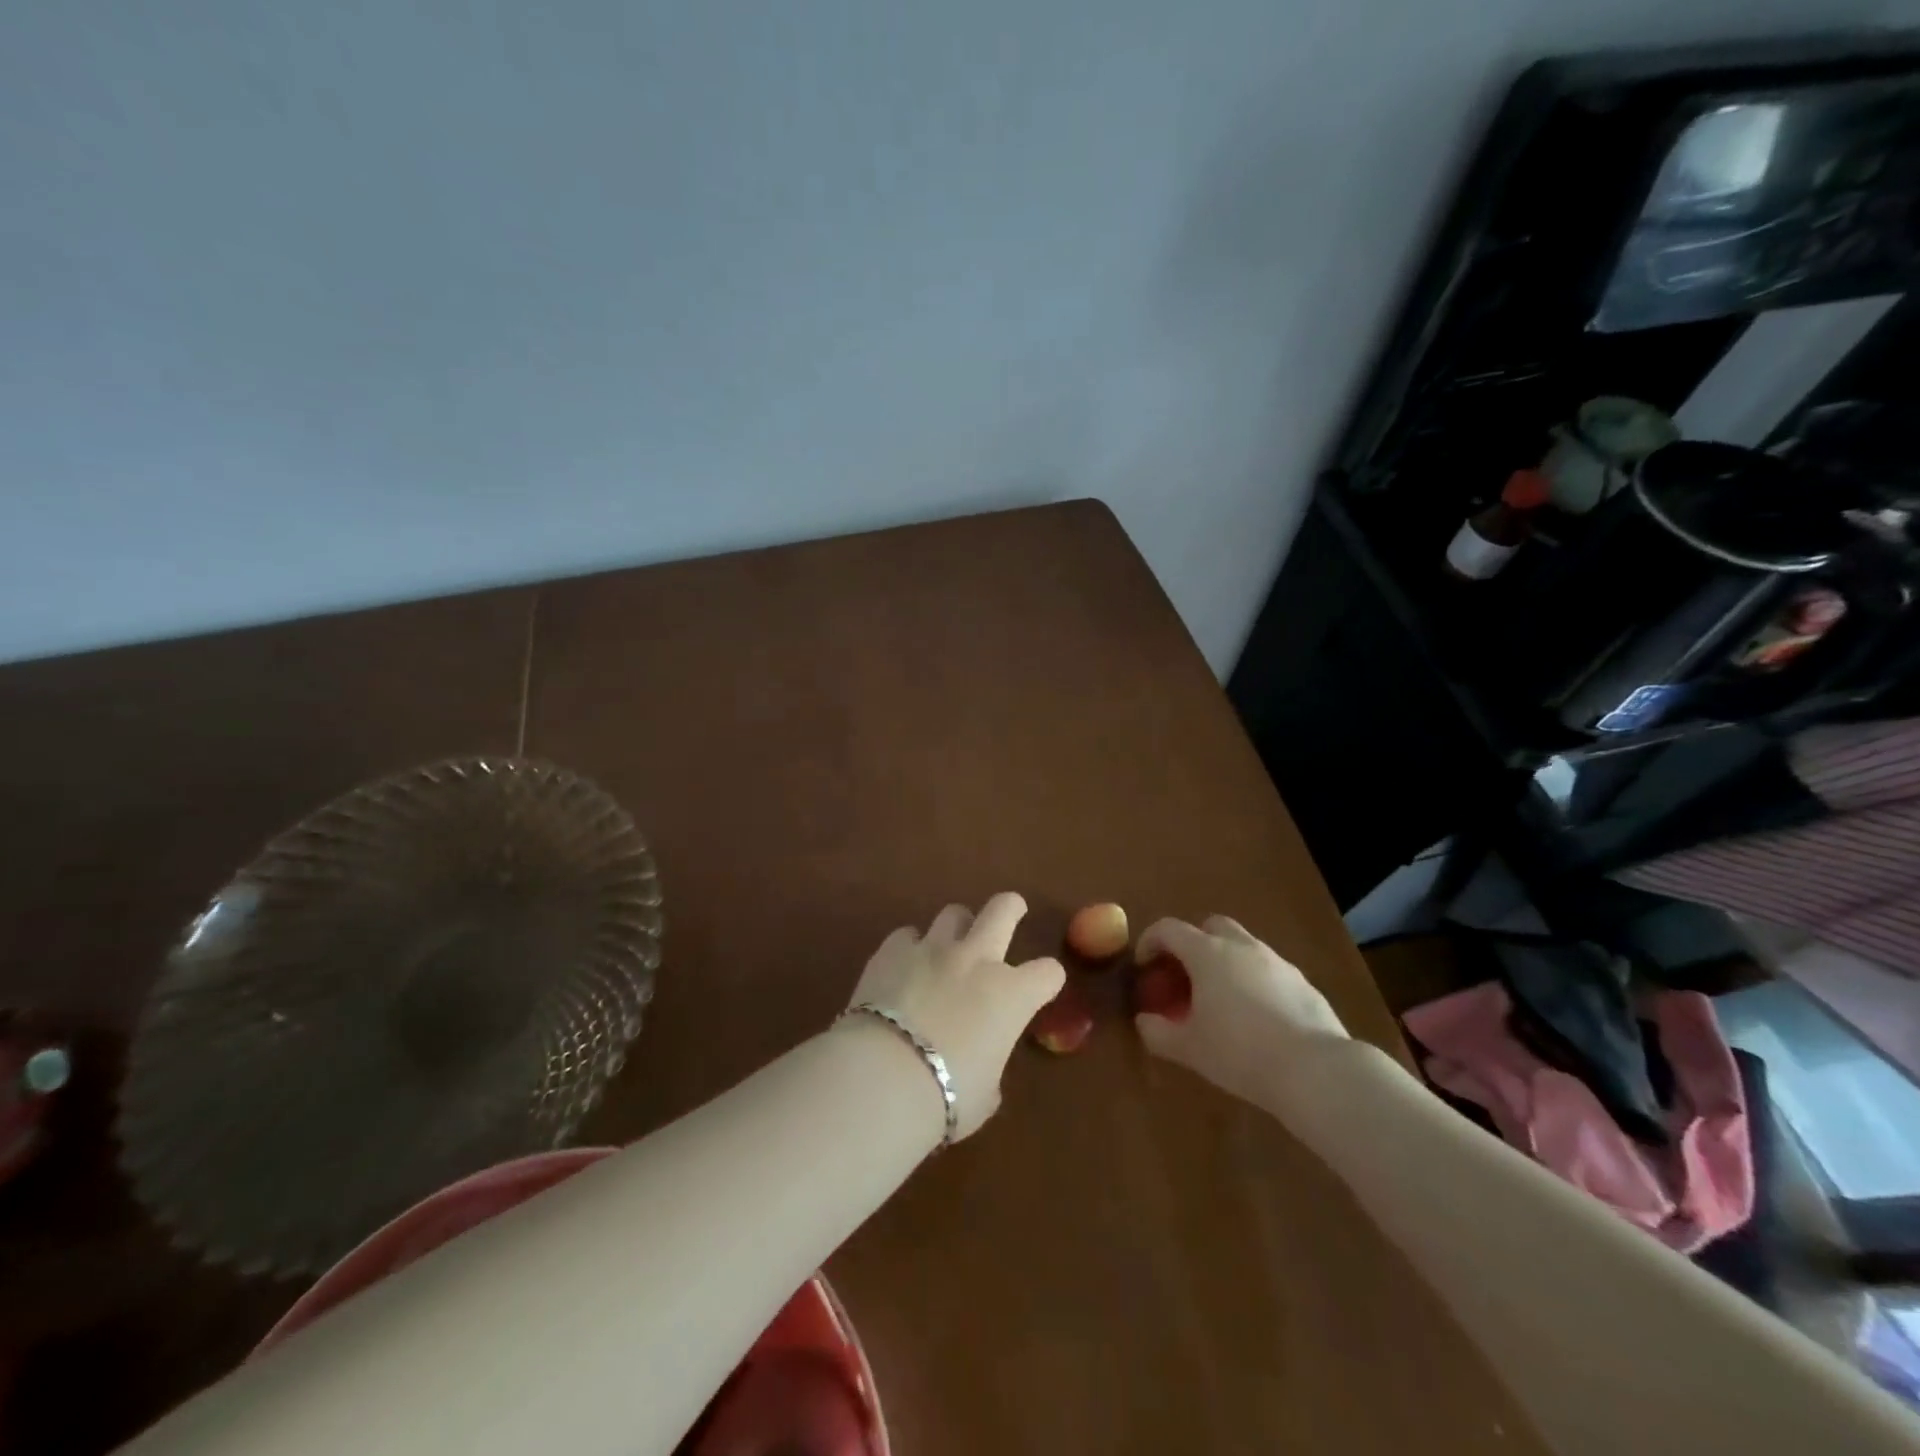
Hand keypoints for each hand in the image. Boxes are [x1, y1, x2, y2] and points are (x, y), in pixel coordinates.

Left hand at [845, 893, 1064, 1140]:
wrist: (883, 1077)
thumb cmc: (946, 1097)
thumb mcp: (984, 1094)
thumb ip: (989, 1066)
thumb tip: (979, 1064)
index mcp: (1011, 995)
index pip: (1048, 972)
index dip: (1048, 979)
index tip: (1042, 986)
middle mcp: (976, 960)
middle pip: (1003, 910)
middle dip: (1011, 907)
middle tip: (1012, 911)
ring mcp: (932, 949)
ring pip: (954, 913)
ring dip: (957, 928)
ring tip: (949, 946)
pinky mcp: (892, 950)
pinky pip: (907, 935)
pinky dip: (910, 948)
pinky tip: (903, 967)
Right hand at [1133, 915, 1347, 1108]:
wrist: (1316, 1071)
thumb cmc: (1240, 1052)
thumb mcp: (1188, 1048)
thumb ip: (1158, 1032)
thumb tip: (1144, 1021)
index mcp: (1207, 953)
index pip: (1169, 928)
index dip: (1150, 942)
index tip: (1144, 968)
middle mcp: (1242, 947)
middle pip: (1211, 926)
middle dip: (1194, 943)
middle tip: (1186, 977)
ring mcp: (1277, 962)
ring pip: (1244, 947)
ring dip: (1226, 963)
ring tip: (1221, 1001)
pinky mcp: (1304, 983)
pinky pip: (1269, 972)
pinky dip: (1255, 983)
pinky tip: (1257, 1019)